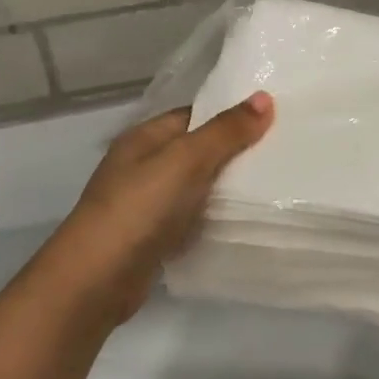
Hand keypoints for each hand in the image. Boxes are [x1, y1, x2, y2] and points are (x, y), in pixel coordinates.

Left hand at [32, 92, 274, 333]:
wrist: (96, 280)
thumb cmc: (138, 209)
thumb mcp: (186, 161)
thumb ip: (225, 132)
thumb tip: (264, 97)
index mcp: (145, 138)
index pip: (194, 115)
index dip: (230, 115)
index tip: (274, 118)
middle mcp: (143, 166)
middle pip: (197, 151)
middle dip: (234, 152)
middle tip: (282, 152)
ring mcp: (146, 204)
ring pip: (196, 187)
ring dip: (227, 188)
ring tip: (275, 183)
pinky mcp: (154, 237)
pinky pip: (192, 218)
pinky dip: (214, 218)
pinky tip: (244, 221)